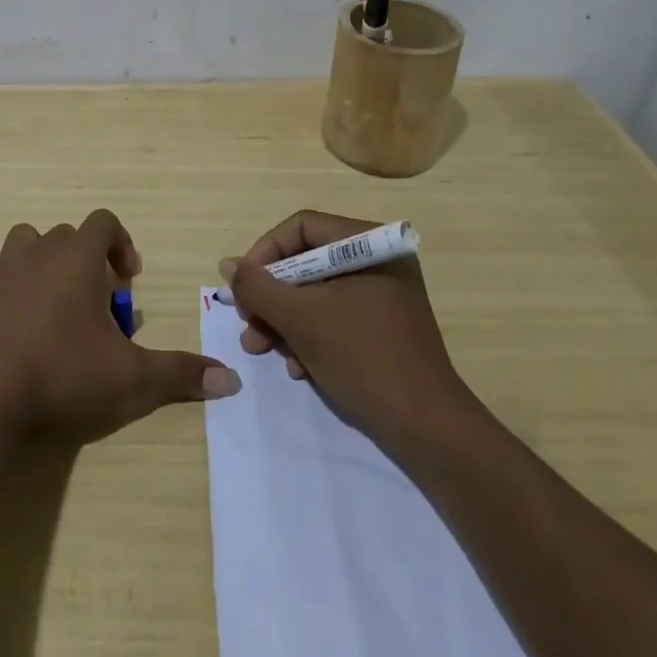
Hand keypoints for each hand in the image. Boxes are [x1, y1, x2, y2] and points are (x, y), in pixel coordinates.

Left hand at [0, 209, 240, 440]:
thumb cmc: (63, 371)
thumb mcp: (130, 376)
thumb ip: (179, 373)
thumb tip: (231, 380)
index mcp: (78, 256)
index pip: (104, 221)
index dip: (121, 243)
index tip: (128, 279)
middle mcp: (39, 250)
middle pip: (68, 235)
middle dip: (86, 261)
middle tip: (96, 306)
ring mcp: (1, 268)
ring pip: (26, 243)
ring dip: (43, 263)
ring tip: (53, 304)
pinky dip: (4, 286)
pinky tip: (12, 319)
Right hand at [220, 210, 474, 444]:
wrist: (427, 429)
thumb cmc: (363, 358)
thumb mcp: (300, 319)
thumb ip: (258, 287)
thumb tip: (228, 264)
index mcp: (368, 244)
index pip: (301, 228)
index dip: (265, 253)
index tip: (243, 287)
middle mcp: (378, 260)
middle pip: (306, 262)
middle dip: (271, 296)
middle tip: (249, 323)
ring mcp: (382, 294)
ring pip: (316, 293)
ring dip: (284, 320)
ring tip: (262, 350)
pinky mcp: (382, 326)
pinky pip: (334, 316)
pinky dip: (309, 336)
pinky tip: (297, 367)